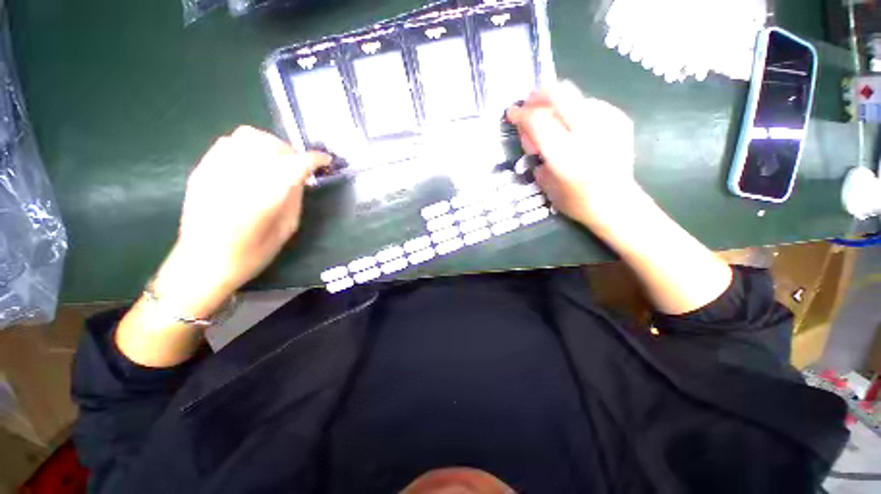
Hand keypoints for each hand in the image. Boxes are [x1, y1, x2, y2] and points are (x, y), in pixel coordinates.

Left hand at [152, 126, 327, 317]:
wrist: (203, 262)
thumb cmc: (252, 253)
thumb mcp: (286, 229)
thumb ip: (295, 199)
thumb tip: (301, 177)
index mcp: (265, 197)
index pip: (296, 164)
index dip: (314, 159)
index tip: (324, 161)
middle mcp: (241, 178)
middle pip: (273, 145)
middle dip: (292, 152)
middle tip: (297, 166)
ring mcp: (217, 170)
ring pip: (248, 136)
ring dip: (269, 145)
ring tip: (273, 161)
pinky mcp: (202, 170)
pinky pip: (227, 142)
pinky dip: (245, 146)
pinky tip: (250, 163)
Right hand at [506, 81, 642, 230]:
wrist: (617, 204)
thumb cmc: (577, 202)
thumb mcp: (546, 186)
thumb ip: (537, 159)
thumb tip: (531, 139)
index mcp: (566, 156)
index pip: (538, 121)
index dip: (521, 113)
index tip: (512, 113)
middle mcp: (588, 134)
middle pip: (560, 94)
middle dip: (539, 95)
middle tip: (530, 104)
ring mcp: (608, 124)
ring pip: (575, 96)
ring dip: (557, 104)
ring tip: (553, 121)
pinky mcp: (621, 120)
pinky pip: (591, 104)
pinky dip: (576, 111)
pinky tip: (574, 127)